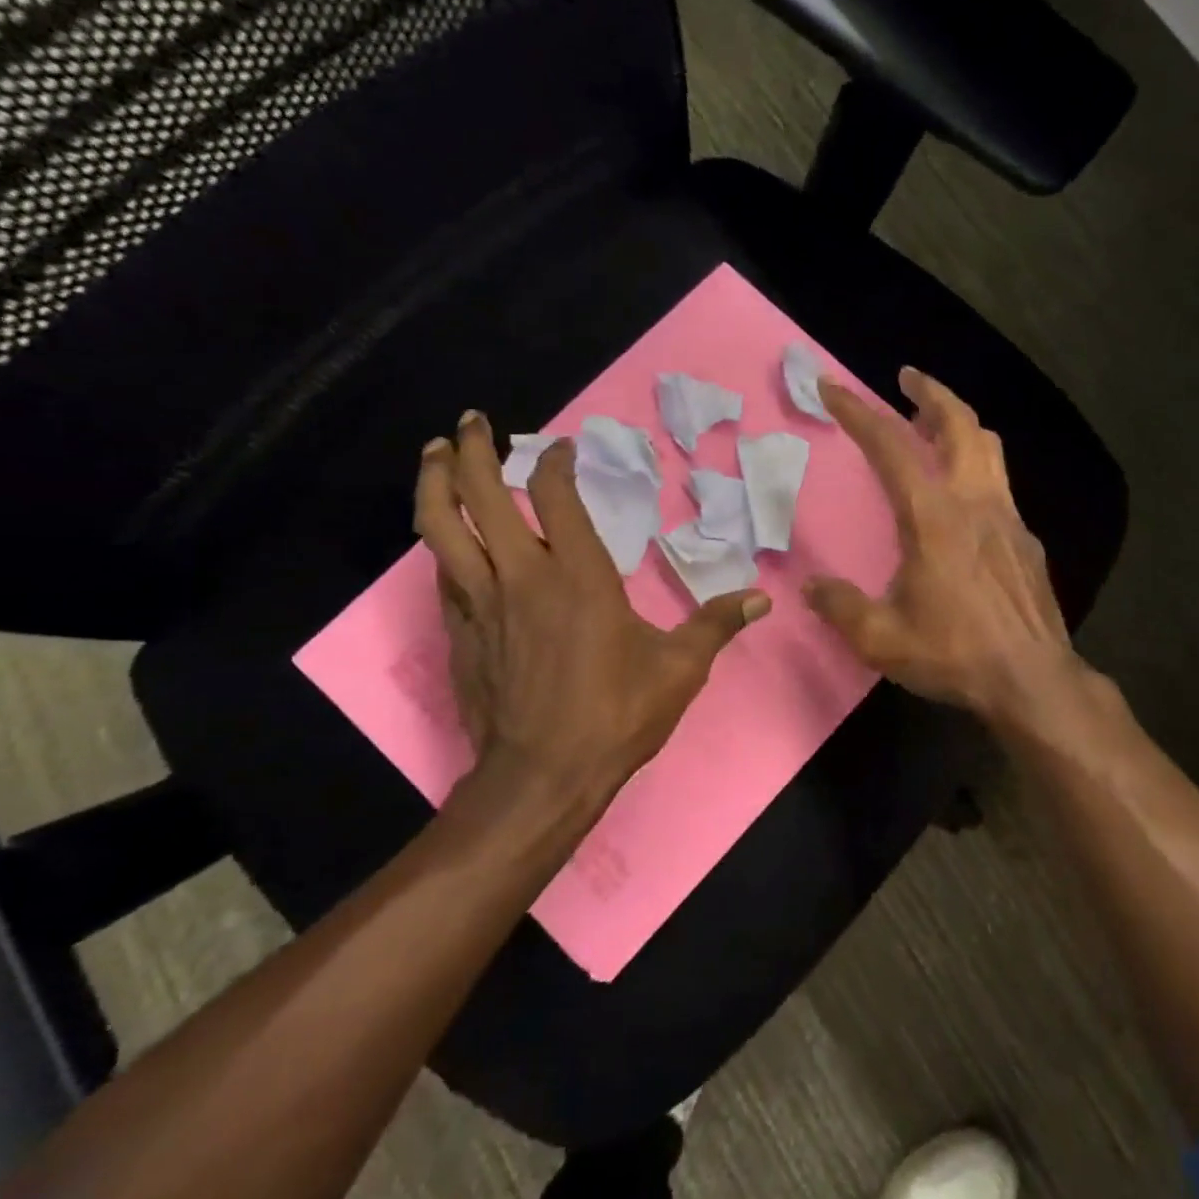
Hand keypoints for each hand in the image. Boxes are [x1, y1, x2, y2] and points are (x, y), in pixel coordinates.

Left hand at [415, 411, 769, 811]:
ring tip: (436, 454)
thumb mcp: (680, 670)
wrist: (542, 776)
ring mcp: (481, 603)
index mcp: (578, 575)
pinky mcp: (459, 632)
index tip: (561, 447)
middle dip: (472, 450)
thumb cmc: (615, 716)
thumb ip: (717, 624)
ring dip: (436, 482)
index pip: (555, 495)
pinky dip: (442, 542)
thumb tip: (762, 598)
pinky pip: (442, 572)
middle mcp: (521, 575)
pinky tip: (447, 536)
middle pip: (480, 494)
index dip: (554, 461)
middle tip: (471, 421)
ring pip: (440, 526)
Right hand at [805, 369, 1085, 725]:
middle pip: (959, 424)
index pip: (890, 446)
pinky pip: (1000, 486)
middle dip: (930, 393)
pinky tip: (964, 498)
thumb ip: (841, 606)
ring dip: (960, 424)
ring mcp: (1008, 519)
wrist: (1032, 680)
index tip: (832, 388)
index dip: (857, 412)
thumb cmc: (954, 654)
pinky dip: (977, 468)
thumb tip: (812, 587)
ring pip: (989, 448)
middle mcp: (975, 503)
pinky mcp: (1027, 541)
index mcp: (933, 517)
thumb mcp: (881, 638)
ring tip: (935, 424)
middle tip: (908, 378)